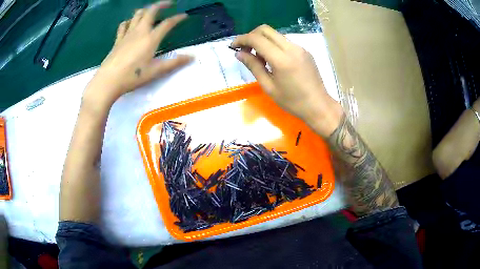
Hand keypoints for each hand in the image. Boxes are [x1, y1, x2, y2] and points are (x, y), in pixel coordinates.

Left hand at [84, 1, 192, 106]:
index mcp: (151, 38)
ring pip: (137, 14)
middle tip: (169, 4)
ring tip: (151, 12)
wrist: (108, 81)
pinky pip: (124, 25)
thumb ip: (174, 63)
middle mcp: (140, 31)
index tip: (184, 16)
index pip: (167, 23)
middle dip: (161, 4)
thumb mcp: (155, 71)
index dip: (177, 18)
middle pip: (151, 11)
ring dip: (145, 10)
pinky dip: (129, 21)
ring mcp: (127, 34)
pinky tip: (130, 24)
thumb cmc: (132, 76)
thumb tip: (192, 57)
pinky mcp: (118, 39)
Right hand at [231, 25, 342, 136]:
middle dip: (251, 36)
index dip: (241, 39)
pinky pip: (284, 41)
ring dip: (262, 40)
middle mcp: (291, 48)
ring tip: (258, 58)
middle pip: (265, 29)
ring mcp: (300, 48)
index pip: (257, 38)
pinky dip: (273, 45)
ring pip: (275, 34)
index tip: (233, 47)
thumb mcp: (269, 87)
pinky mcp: (304, 51)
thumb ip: (254, 67)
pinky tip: (272, 59)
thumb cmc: (292, 102)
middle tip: (245, 50)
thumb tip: (239, 54)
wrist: (319, 106)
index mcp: (281, 59)